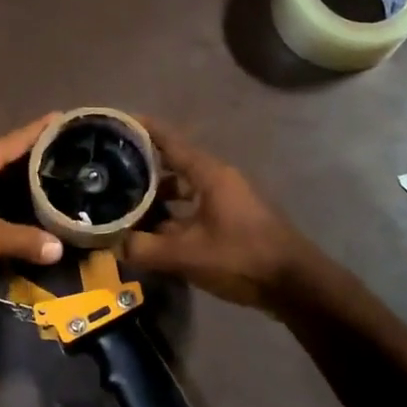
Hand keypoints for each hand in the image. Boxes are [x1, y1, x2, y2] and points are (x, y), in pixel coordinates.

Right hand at [123, 117, 314, 310]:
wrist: (294, 284)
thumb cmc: (241, 257)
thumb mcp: (187, 255)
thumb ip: (146, 248)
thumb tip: (114, 245)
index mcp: (210, 174)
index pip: (171, 141)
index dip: (145, 129)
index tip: (118, 122)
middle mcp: (219, 179)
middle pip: (175, 164)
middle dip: (144, 166)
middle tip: (111, 170)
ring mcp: (228, 200)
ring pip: (186, 188)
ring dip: (159, 195)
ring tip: (128, 204)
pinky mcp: (233, 220)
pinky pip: (195, 207)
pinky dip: (174, 214)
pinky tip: (156, 232)